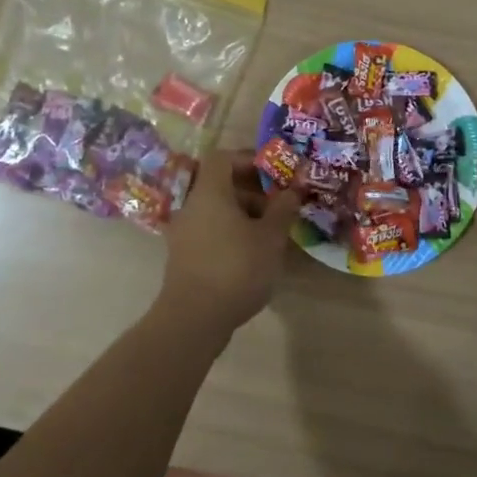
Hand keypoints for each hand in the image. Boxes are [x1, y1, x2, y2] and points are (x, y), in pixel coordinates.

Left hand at [159, 148, 302, 332]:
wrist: (193, 319)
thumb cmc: (236, 268)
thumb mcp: (270, 237)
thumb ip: (283, 209)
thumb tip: (293, 189)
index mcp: (209, 193)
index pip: (222, 158)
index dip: (248, 159)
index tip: (274, 172)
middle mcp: (192, 206)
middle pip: (220, 184)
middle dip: (252, 190)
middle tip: (278, 204)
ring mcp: (184, 232)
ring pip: (215, 209)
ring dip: (243, 213)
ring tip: (270, 232)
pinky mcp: (184, 256)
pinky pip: (209, 230)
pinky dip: (230, 232)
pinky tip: (252, 253)